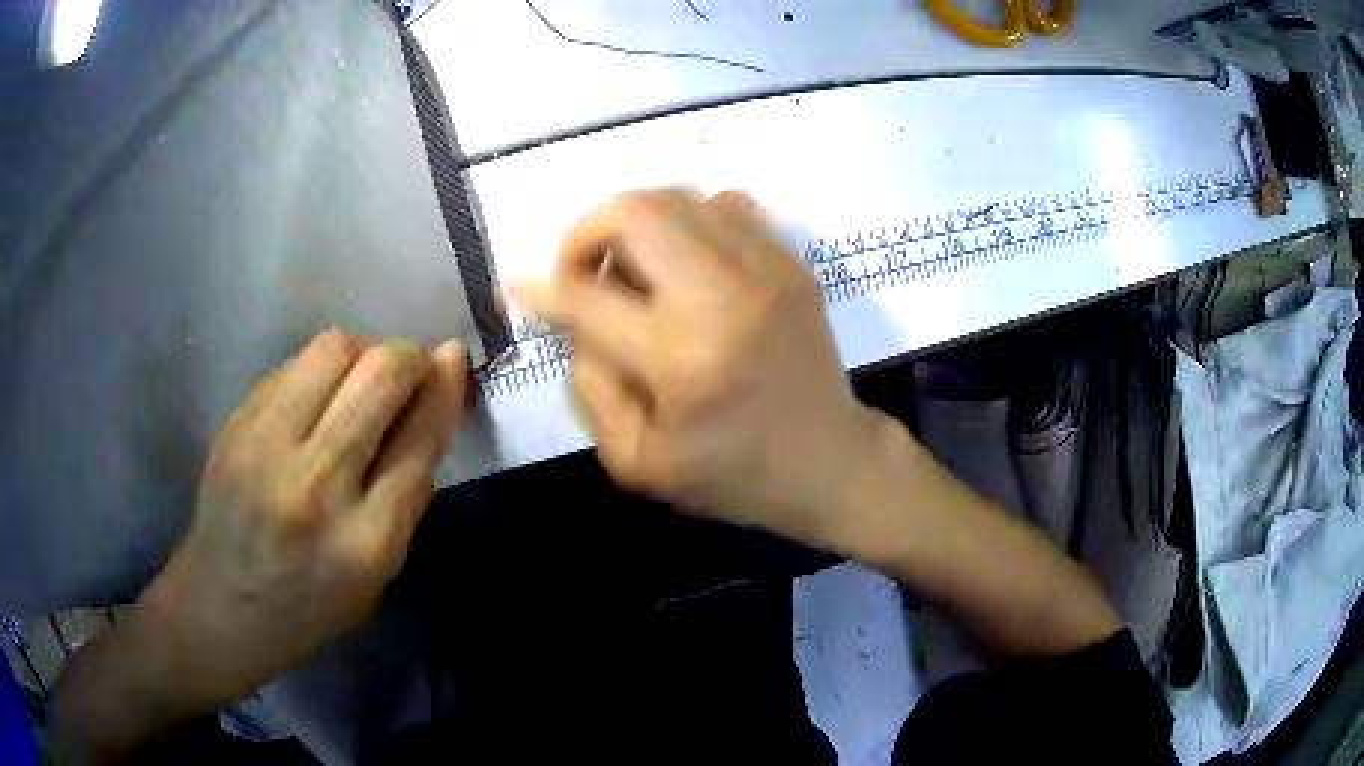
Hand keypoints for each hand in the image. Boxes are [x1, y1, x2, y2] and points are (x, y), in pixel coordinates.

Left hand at [134, 330, 467, 709]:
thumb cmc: (310, 602)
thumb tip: (433, 404)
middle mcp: (314, 484)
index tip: (453, 357)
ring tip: (361, 381)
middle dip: (408, 357)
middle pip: (378, 376)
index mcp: (364, 541)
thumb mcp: (378, 572)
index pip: (418, 438)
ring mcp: (266, 446)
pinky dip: (321, 370)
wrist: (221, 604)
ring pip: (333, 350)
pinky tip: (318, 399)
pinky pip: (294, 364)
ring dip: (363, 352)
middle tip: (410, 368)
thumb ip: (408, 492)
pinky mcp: (236, 422)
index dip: (444, 387)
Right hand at [516, 189, 888, 545]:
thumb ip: (590, 383)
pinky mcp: (791, 262)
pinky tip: (686, 263)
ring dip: (636, 226)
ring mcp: (766, 268)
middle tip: (584, 274)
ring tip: (636, 272)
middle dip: (585, 233)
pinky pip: (725, 204)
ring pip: (677, 197)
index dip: (540, 288)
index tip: (516, 286)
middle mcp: (724, 295)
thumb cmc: (732, 476)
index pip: (586, 296)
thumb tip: (572, 317)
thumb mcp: (636, 459)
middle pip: (634, 211)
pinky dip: (687, 221)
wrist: (830, 462)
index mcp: (681, 357)